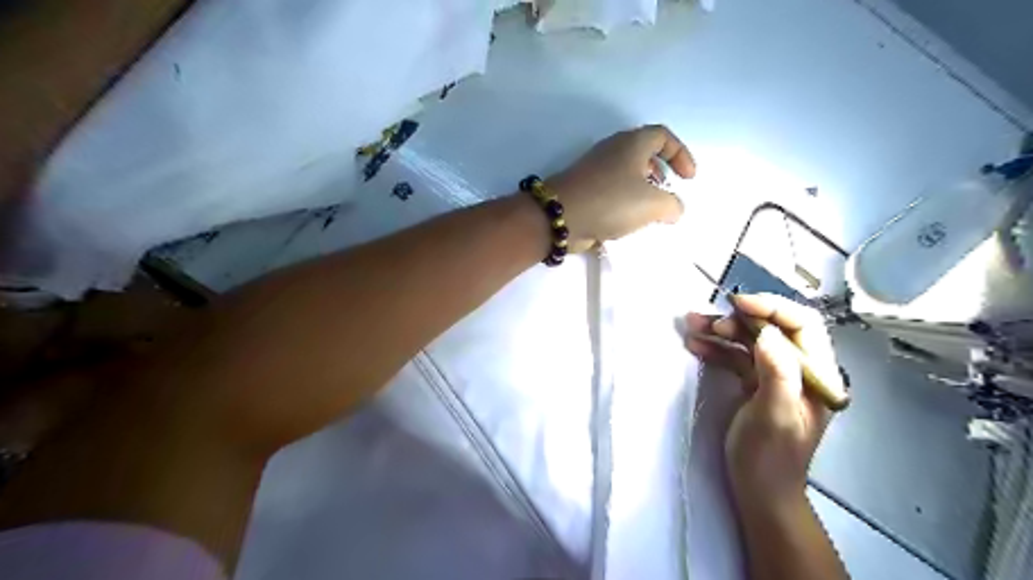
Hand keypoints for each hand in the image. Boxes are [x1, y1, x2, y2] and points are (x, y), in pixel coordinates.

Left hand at [549, 125, 691, 250]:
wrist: (560, 216)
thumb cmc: (611, 202)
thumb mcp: (653, 204)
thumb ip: (672, 205)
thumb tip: (674, 209)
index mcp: (632, 143)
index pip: (663, 136)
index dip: (680, 154)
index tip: (687, 179)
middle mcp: (613, 150)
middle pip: (644, 152)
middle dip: (661, 172)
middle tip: (667, 192)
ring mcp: (595, 168)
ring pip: (626, 173)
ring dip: (642, 189)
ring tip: (649, 211)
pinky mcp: (585, 188)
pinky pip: (612, 189)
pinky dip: (624, 201)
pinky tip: (627, 221)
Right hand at [684, 294, 836, 511]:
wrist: (758, 491)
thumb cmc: (769, 457)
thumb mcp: (775, 416)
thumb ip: (777, 372)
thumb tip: (765, 332)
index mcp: (817, 375)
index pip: (803, 325)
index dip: (772, 308)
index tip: (738, 304)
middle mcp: (800, 370)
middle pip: (772, 328)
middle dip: (739, 319)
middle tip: (707, 322)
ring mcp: (775, 376)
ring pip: (750, 340)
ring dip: (720, 331)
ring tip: (691, 325)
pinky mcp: (755, 383)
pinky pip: (736, 356)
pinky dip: (716, 347)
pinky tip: (695, 344)